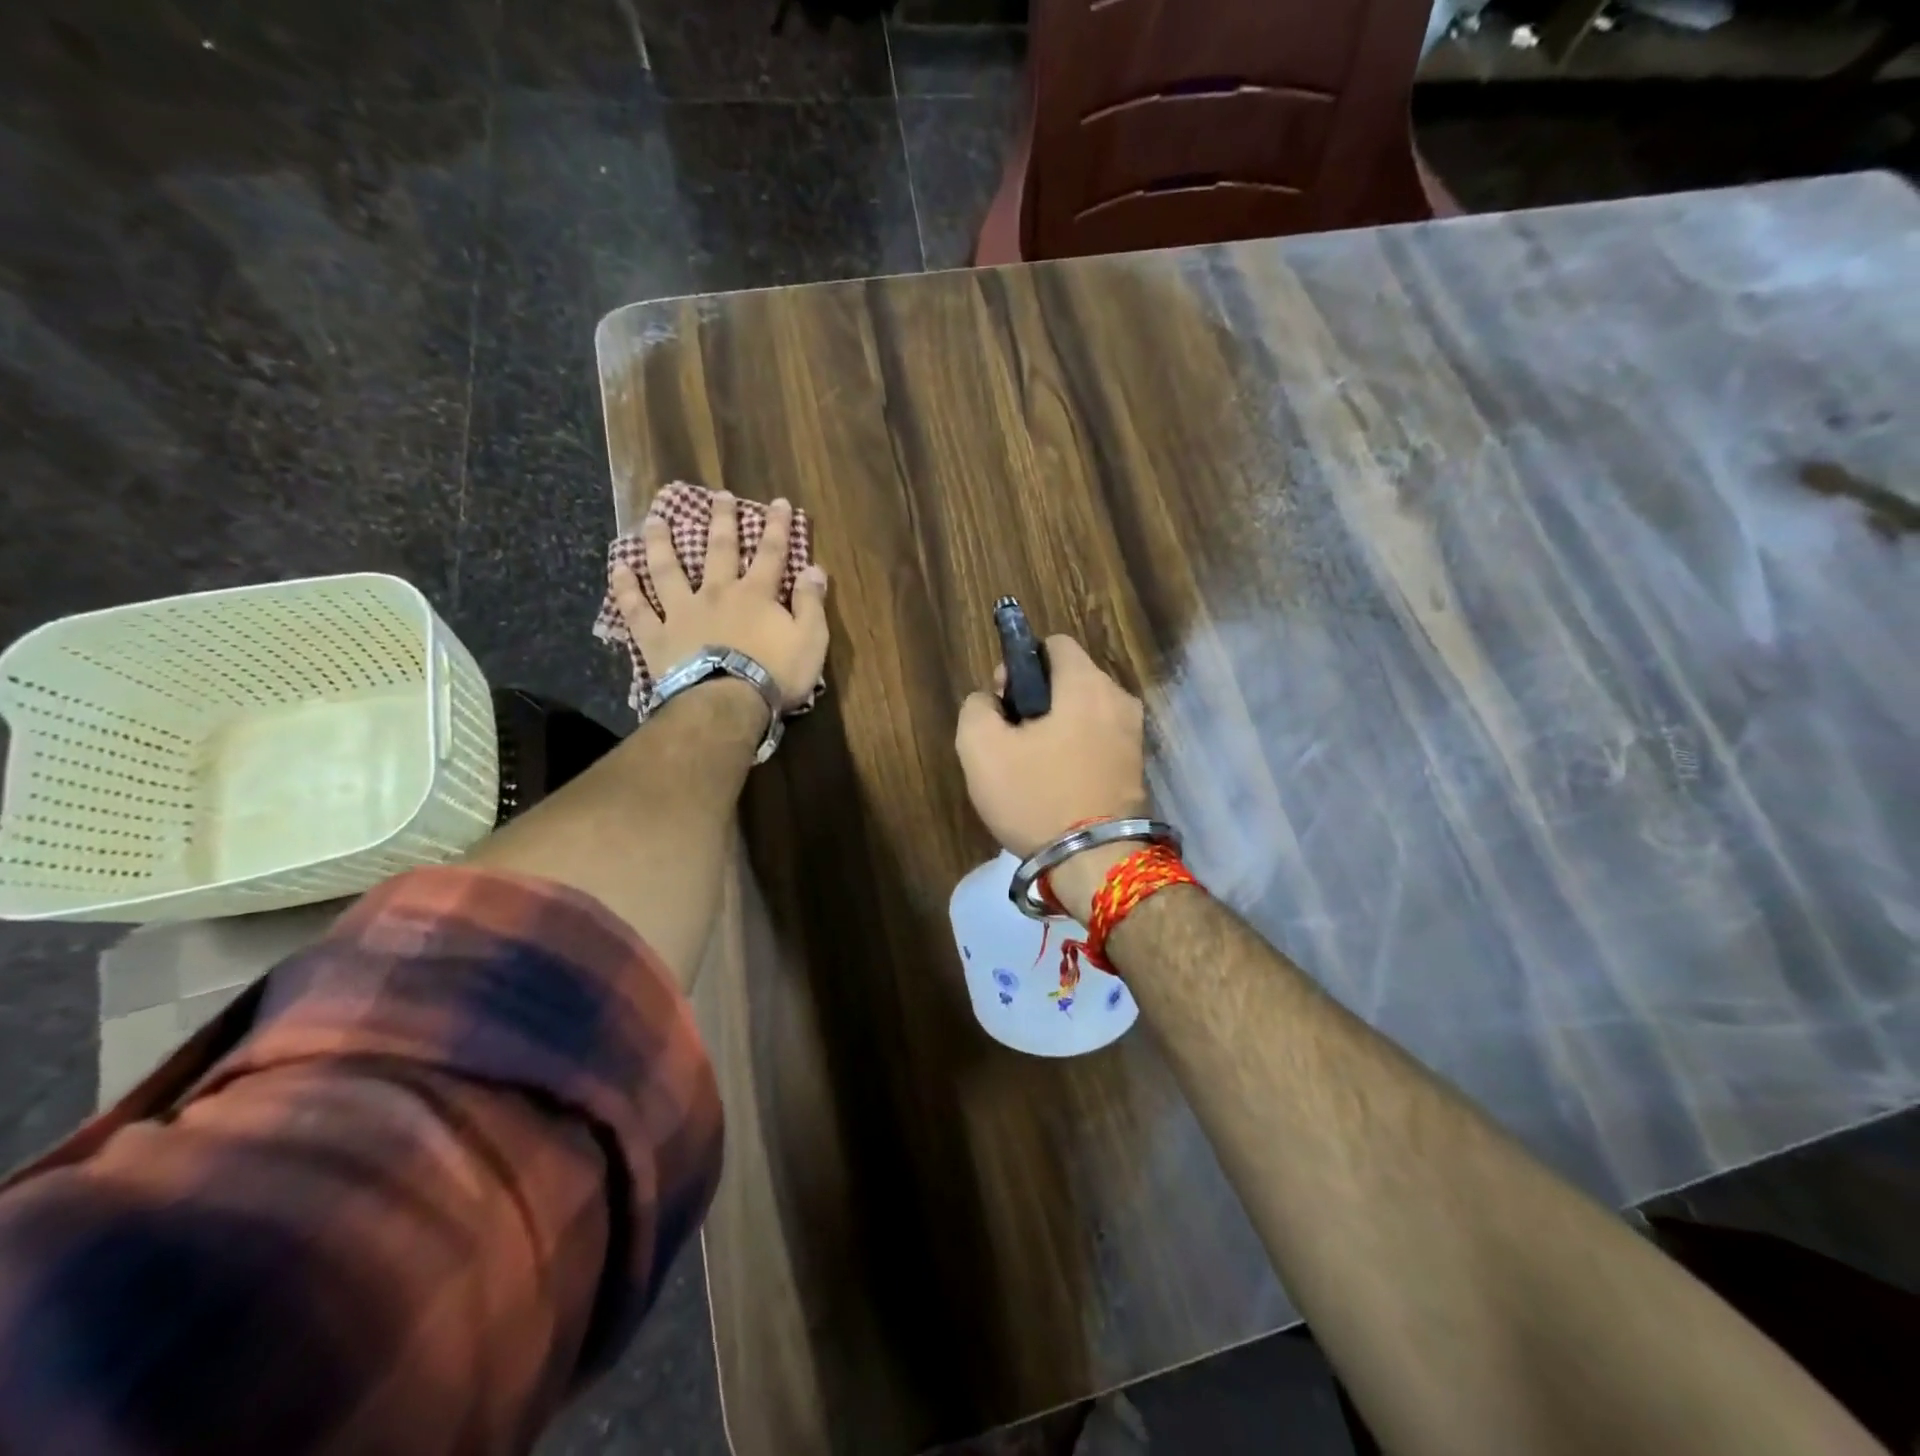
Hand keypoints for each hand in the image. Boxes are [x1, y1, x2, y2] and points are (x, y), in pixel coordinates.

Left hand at [611, 489, 829, 711]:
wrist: (727, 703)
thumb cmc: (775, 674)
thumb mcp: (810, 640)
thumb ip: (812, 603)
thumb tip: (815, 569)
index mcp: (756, 595)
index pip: (771, 553)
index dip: (777, 527)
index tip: (778, 502)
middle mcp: (717, 593)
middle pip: (719, 550)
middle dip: (722, 520)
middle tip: (719, 495)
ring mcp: (682, 612)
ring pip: (668, 570)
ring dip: (661, 542)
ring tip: (655, 519)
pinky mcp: (657, 636)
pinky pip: (637, 609)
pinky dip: (626, 589)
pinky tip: (619, 568)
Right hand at [955, 635, 1147, 860]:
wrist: (1095, 863)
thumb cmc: (1036, 797)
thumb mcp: (980, 749)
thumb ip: (976, 707)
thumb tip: (990, 700)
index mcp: (1086, 684)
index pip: (1053, 644)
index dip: (1019, 663)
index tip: (1003, 700)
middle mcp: (1119, 699)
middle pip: (1069, 678)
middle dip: (1036, 698)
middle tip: (1011, 737)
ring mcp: (1134, 734)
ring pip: (1084, 711)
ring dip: (1055, 726)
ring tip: (1030, 765)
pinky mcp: (1136, 766)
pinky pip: (1098, 739)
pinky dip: (1075, 748)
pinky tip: (1055, 781)